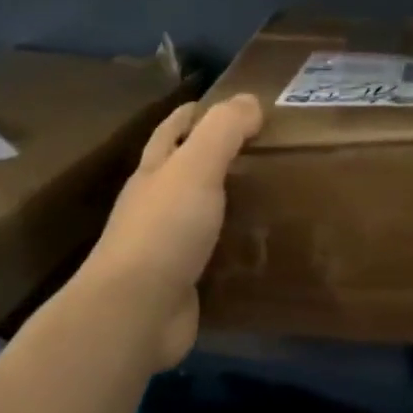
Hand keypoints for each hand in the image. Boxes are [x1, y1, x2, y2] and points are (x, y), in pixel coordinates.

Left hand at [77, 95, 263, 369]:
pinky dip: (235, 248)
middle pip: (185, 171)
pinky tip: (264, 248)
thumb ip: (222, 131)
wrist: (136, 311)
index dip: (195, 113)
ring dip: (229, 203)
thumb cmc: (164, 230)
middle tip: (267, 151)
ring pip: (202, 214)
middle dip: (217, 158)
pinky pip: (215, 255)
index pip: (172, 130)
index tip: (234, 107)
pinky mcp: (183, 282)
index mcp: (154, 172)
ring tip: (275, 197)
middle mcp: (155, 205)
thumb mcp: (195, 168)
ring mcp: (167, 246)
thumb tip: (250, 100)